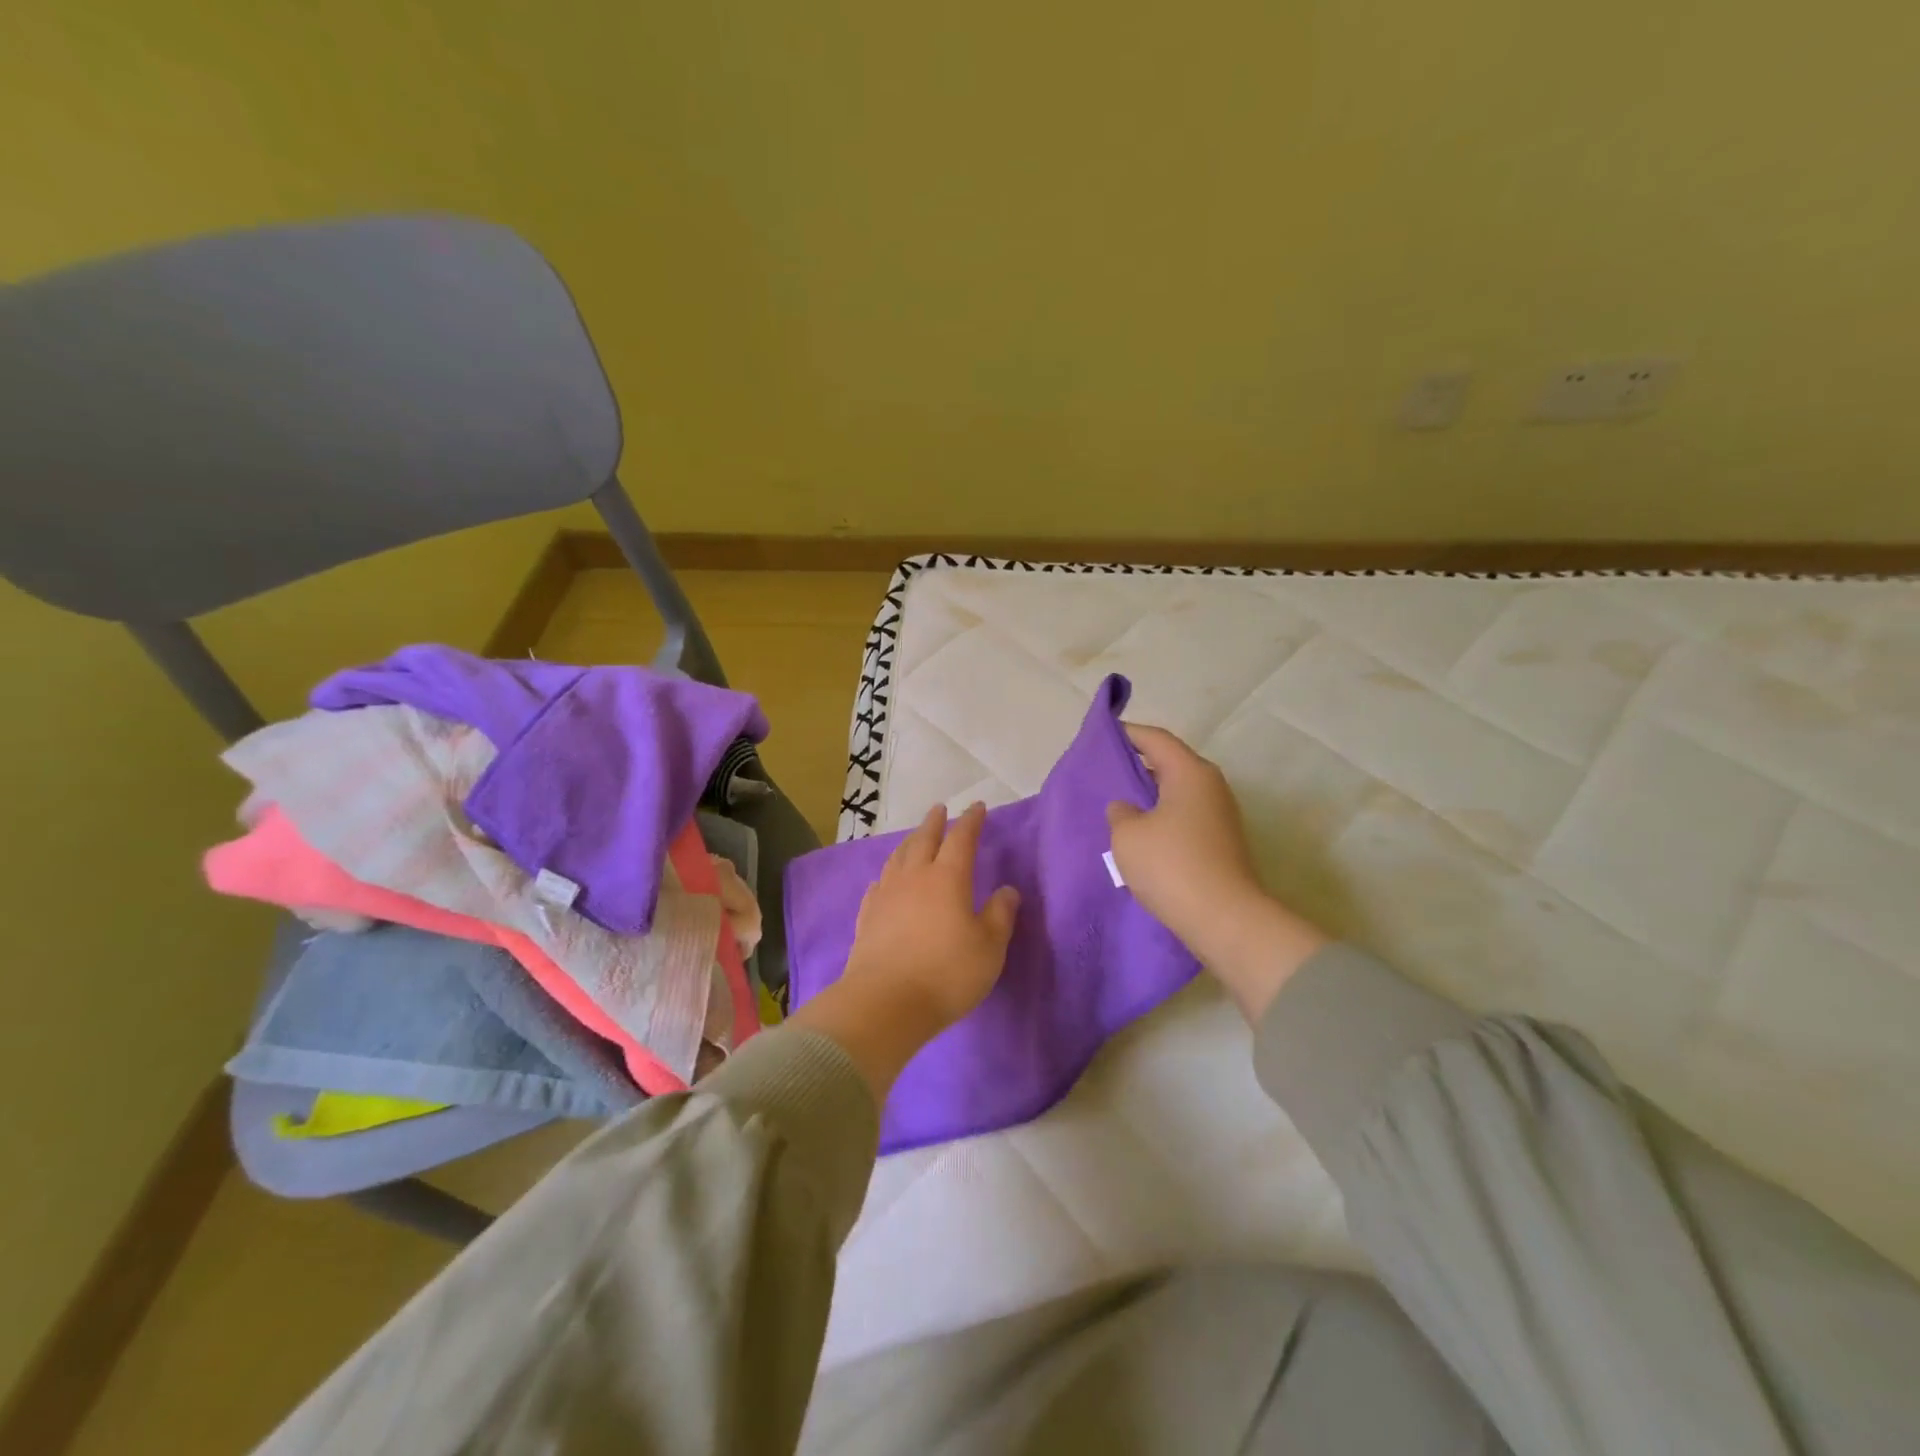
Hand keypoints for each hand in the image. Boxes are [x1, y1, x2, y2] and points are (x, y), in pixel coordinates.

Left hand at [789, 802, 1019, 1100]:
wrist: (885, 1002)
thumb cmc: (947, 973)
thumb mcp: (989, 948)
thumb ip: (1000, 915)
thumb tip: (1007, 890)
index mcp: (948, 878)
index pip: (961, 839)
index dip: (971, 821)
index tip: (978, 807)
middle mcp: (914, 877)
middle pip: (924, 840)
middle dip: (934, 823)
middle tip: (939, 809)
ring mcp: (886, 895)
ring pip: (898, 858)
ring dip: (909, 843)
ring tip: (914, 838)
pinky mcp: (867, 917)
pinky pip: (878, 885)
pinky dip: (887, 875)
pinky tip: (885, 880)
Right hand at [1107, 724, 1326, 1020]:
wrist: (1224, 919)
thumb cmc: (1171, 865)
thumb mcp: (1127, 835)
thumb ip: (1120, 812)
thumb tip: (1127, 808)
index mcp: (1190, 772)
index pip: (1155, 739)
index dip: (1128, 734)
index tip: (1104, 735)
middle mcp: (1211, 786)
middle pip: (1169, 764)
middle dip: (1137, 766)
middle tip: (1105, 773)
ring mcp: (1220, 816)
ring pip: (1177, 793)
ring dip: (1149, 797)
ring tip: (1118, 806)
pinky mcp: (1221, 843)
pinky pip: (1184, 818)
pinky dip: (1162, 819)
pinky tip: (1140, 836)